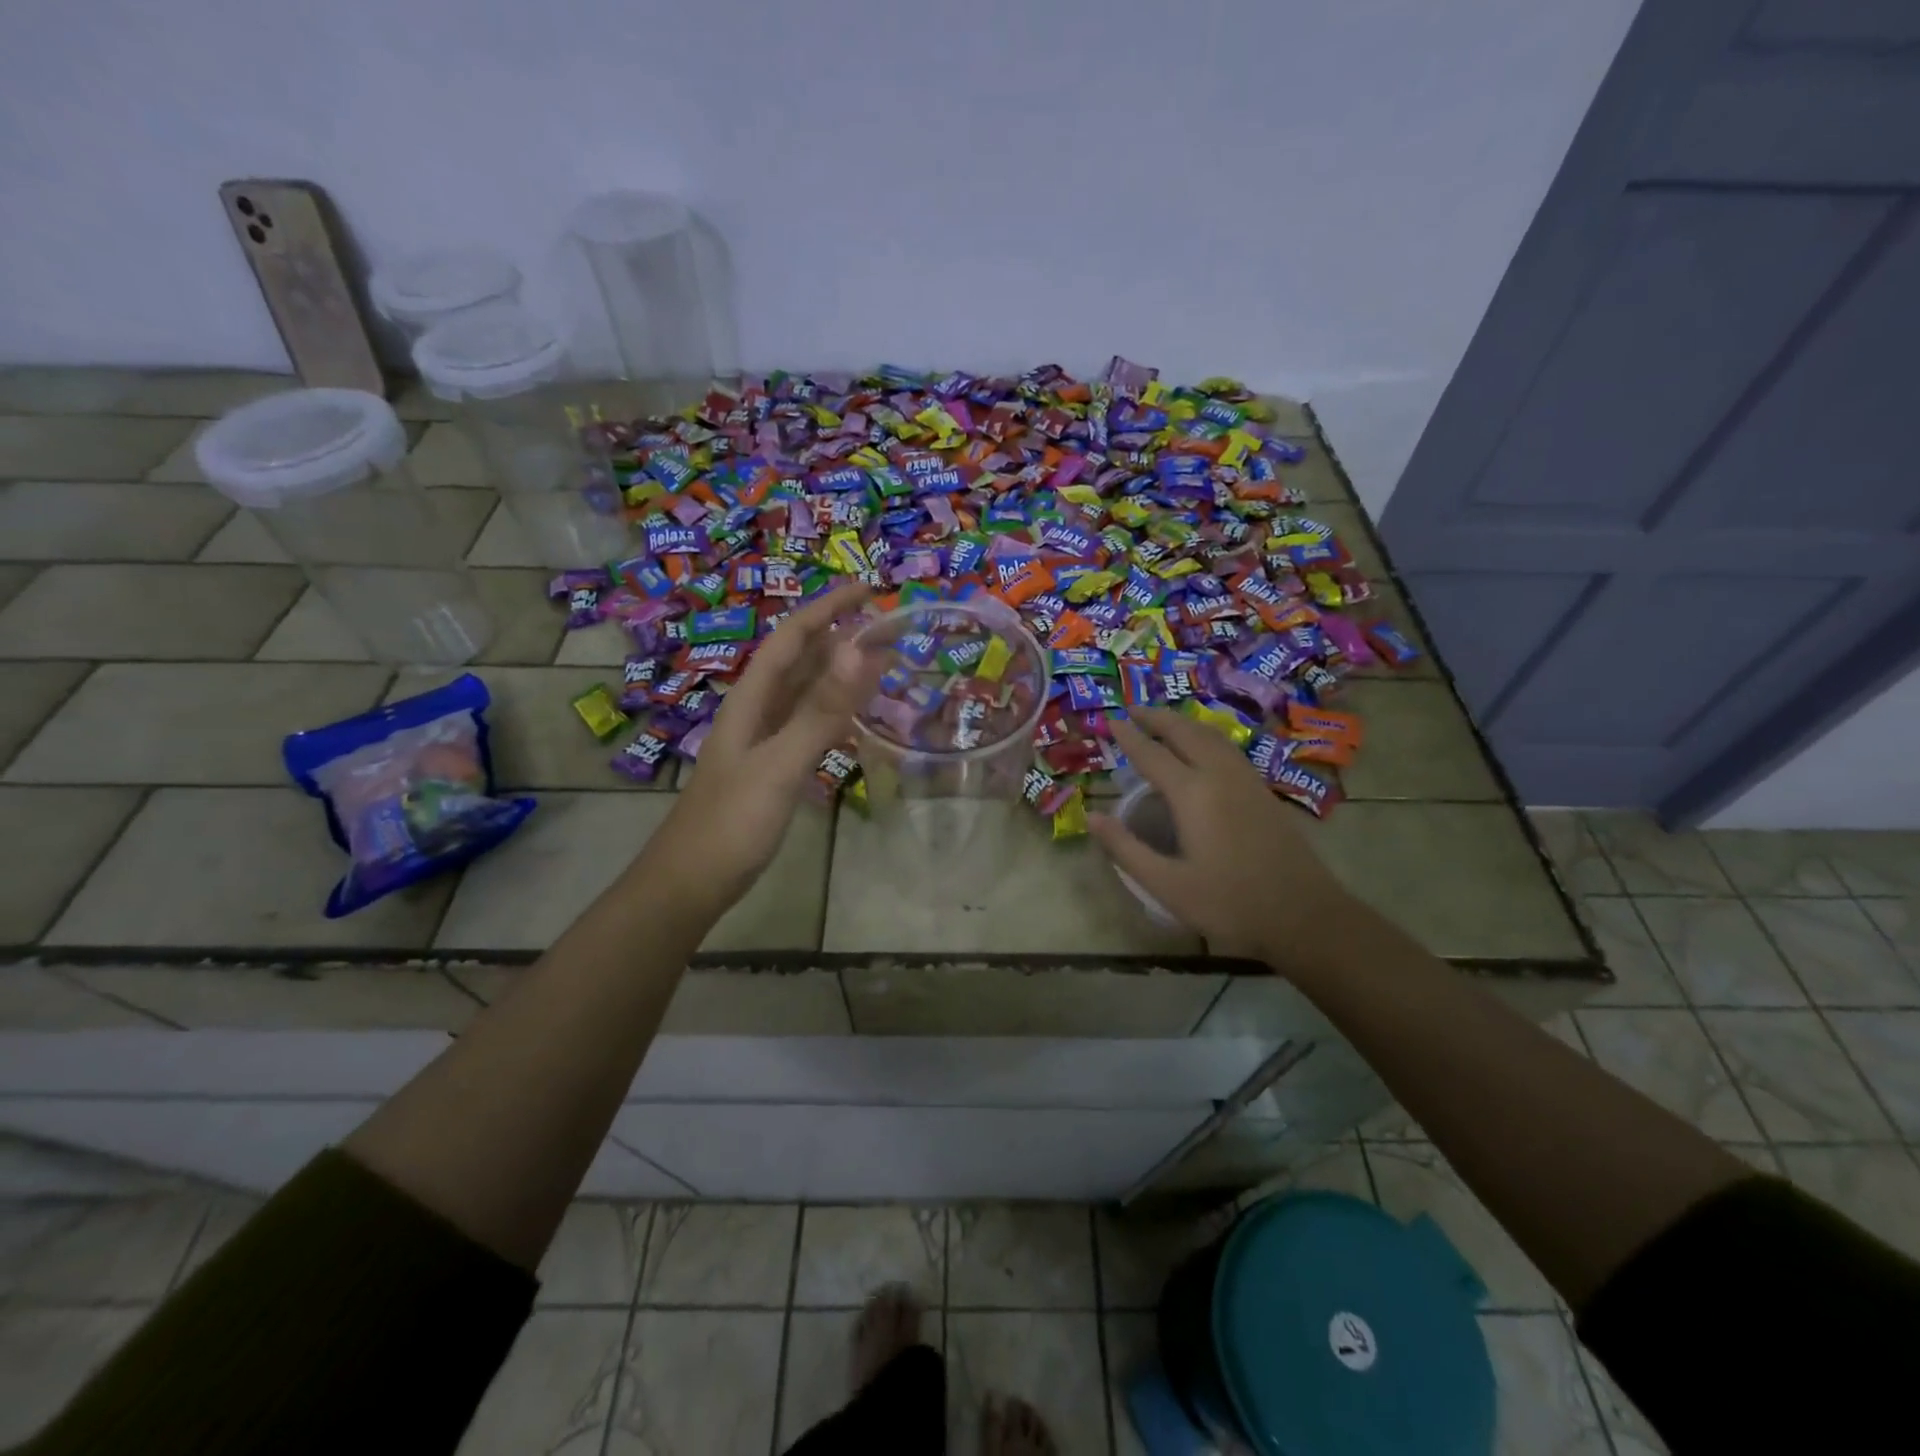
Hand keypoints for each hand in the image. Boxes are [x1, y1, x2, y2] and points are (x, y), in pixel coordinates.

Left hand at [642, 582, 881, 918]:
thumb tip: (860, 648)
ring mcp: (763, 743)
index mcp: (752, 701)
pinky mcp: (772, 771)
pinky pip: (809, 728)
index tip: (868, 589)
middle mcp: (756, 713)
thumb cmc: (730, 824)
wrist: (690, 884)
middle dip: (840, 637)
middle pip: (800, 662)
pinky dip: (836, 715)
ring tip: (882, 665)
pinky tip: (856, 721)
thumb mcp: (779, 764)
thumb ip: (820, 710)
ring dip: (840, 675)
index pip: (792, 639)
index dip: (827, 609)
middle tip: (889, 628)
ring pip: (805, 695)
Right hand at [1089, 708, 1356, 967]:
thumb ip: (1126, 849)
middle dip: (1156, 717)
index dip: (1127, 736)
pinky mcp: (1263, 791)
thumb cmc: (1230, 904)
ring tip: (1163, 722)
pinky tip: (1203, 749)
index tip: (1108, 720)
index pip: (1151, 754)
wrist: (1305, 916)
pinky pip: (1227, 748)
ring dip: (1183, 723)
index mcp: (1193, 794)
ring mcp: (1247, 781)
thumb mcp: (1167, 885)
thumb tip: (1091, 817)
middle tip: (1132, 709)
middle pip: (1185, 733)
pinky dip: (1205, 736)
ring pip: (1211, 736)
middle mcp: (1220, 776)